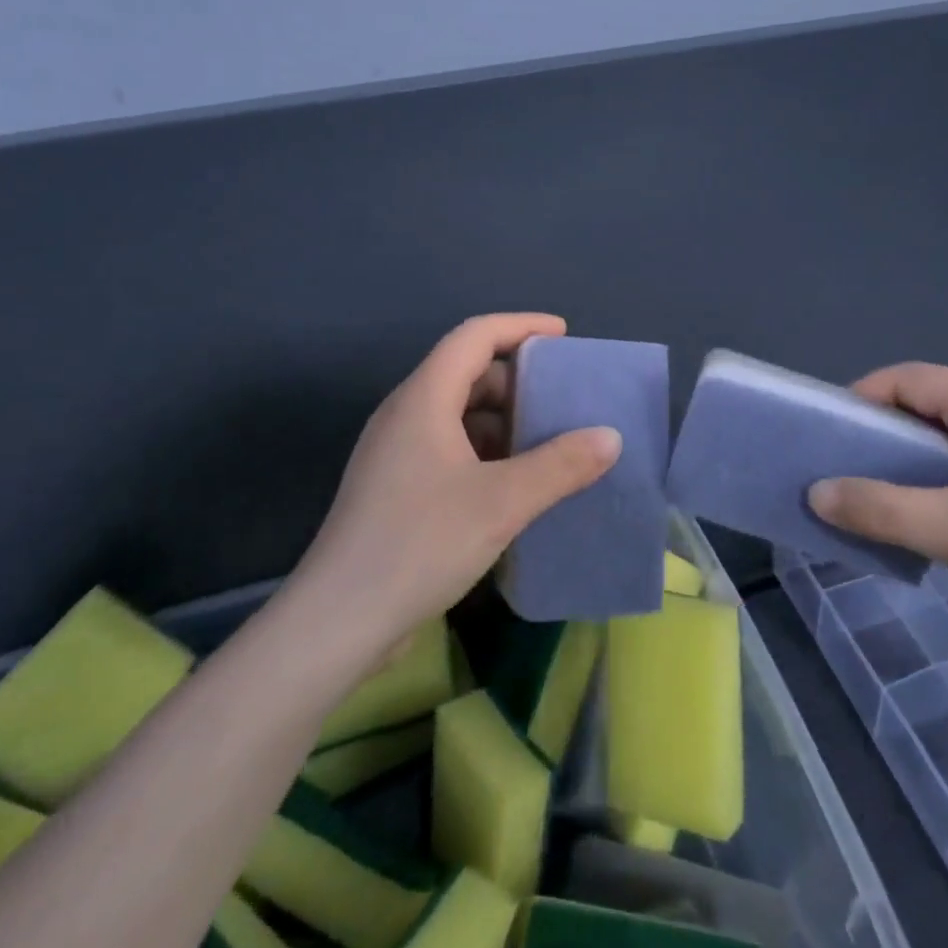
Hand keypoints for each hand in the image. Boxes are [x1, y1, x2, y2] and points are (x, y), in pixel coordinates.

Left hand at [289, 314, 621, 660]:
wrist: (338, 621)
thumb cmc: (420, 543)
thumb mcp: (502, 502)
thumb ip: (560, 465)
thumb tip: (610, 437)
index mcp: (424, 398)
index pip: (474, 336)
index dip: (521, 326)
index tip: (563, 336)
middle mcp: (405, 414)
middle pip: (466, 372)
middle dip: (518, 380)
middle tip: (563, 400)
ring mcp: (395, 452)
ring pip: (457, 414)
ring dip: (503, 420)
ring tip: (548, 443)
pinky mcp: (395, 487)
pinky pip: (448, 447)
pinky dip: (485, 451)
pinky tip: (514, 484)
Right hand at [808, 363, 947, 655]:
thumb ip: (879, 509)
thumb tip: (816, 493)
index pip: (908, 379)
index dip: (861, 399)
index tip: (826, 437)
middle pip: (926, 406)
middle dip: (880, 435)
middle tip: (843, 472)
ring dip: (908, 465)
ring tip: (875, 499)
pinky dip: (938, 486)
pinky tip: (926, 522)